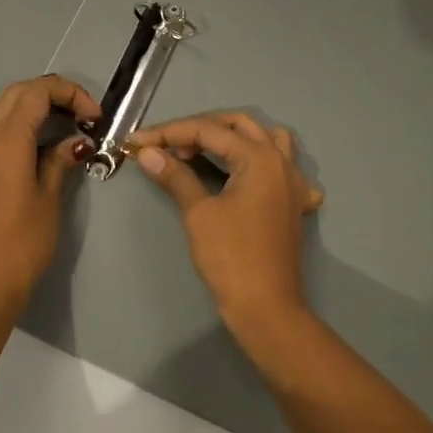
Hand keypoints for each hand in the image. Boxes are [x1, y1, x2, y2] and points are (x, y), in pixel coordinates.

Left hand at [0, 76, 99, 323]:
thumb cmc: (24, 243)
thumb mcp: (50, 198)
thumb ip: (60, 160)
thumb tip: (77, 140)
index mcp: (10, 139)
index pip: (39, 93)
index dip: (71, 94)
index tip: (94, 117)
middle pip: (16, 94)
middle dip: (51, 95)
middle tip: (80, 117)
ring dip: (19, 101)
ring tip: (49, 114)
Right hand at [131, 112, 323, 341]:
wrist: (266, 307)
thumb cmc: (231, 258)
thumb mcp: (199, 213)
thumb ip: (176, 176)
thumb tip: (148, 152)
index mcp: (259, 157)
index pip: (209, 131)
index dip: (170, 132)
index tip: (138, 141)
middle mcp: (281, 160)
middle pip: (239, 126)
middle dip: (200, 129)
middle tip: (168, 146)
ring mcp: (293, 181)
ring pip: (266, 138)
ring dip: (234, 137)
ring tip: (205, 151)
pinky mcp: (294, 202)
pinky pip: (283, 166)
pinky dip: (262, 161)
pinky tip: (246, 175)